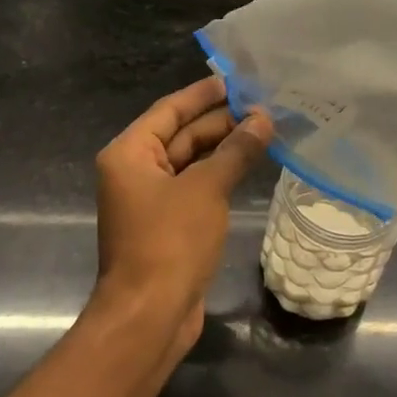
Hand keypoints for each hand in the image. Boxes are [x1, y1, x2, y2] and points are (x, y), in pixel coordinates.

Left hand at [93, 75, 271, 350]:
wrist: (150, 316)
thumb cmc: (170, 242)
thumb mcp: (206, 188)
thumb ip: (236, 150)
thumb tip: (263, 119)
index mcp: (130, 154)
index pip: (169, 110)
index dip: (203, 94)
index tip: (235, 80)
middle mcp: (136, 172)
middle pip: (182, 135)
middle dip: (221, 121)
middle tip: (263, 106)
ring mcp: (152, 200)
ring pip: (192, 162)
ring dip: (225, 148)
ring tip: (266, 130)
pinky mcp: (169, 224)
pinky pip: (197, 186)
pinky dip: (221, 174)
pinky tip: (250, 165)